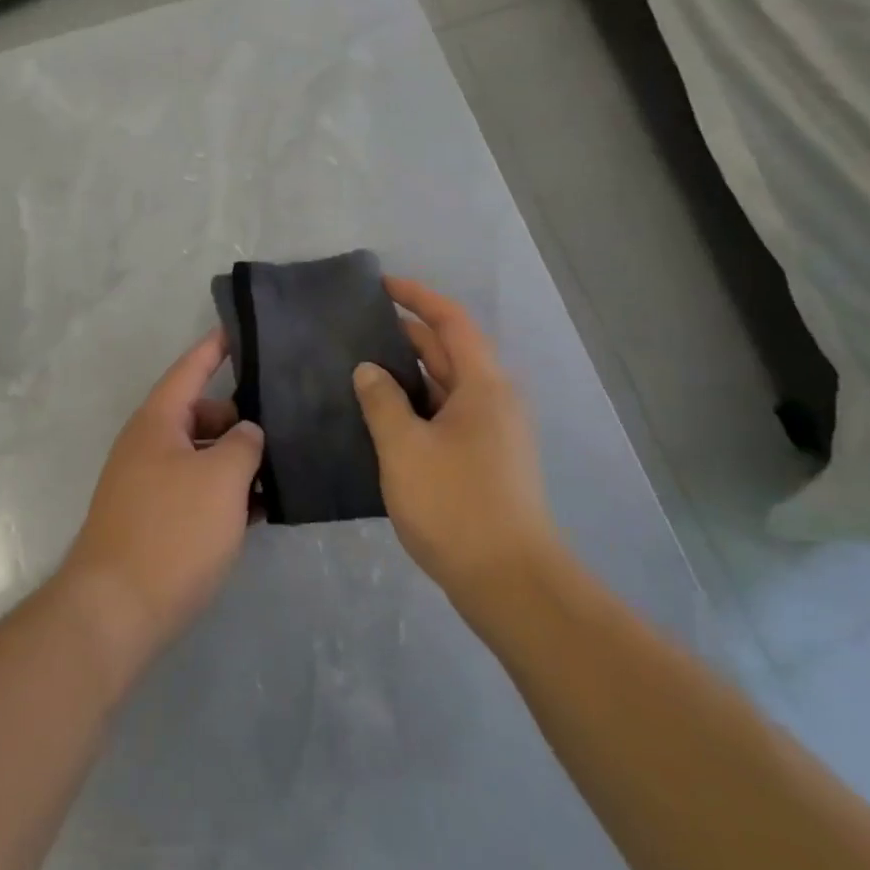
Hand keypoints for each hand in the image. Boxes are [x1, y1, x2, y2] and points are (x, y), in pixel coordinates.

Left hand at [61, 330, 263, 670]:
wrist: (115, 611)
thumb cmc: (172, 532)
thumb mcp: (221, 480)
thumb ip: (243, 445)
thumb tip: (246, 432)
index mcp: (157, 421)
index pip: (190, 369)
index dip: (215, 348)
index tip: (239, 329)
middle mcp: (148, 444)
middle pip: (199, 414)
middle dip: (239, 417)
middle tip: (284, 423)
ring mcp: (147, 484)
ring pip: (200, 456)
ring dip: (235, 460)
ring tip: (282, 468)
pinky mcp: (152, 521)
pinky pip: (194, 491)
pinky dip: (224, 493)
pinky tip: (260, 510)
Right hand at [352, 278, 561, 604]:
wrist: (511, 584)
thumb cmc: (456, 505)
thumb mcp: (405, 448)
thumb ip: (382, 401)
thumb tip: (369, 370)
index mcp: (483, 386)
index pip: (451, 321)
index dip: (417, 297)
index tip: (381, 285)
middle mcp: (494, 401)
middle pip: (450, 350)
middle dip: (408, 333)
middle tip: (358, 327)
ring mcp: (493, 433)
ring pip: (447, 385)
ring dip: (410, 372)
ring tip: (362, 367)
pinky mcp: (485, 461)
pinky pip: (447, 415)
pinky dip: (417, 405)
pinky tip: (383, 417)